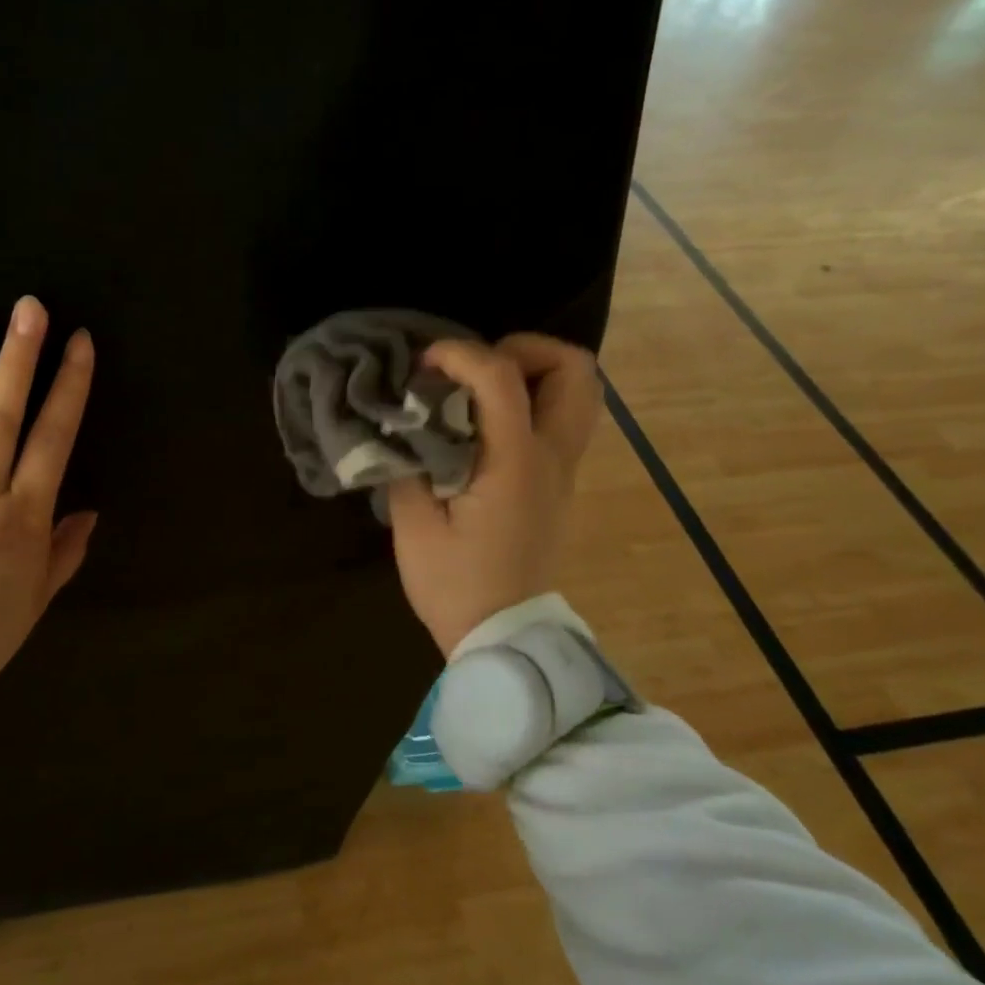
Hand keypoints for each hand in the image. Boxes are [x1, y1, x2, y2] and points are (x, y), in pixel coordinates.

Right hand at [385, 334, 601, 656]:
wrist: (501, 635)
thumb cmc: (453, 584)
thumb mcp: (414, 525)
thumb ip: (407, 462)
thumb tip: (404, 424)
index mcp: (517, 464)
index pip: (502, 377)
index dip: (461, 354)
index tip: (424, 364)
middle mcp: (554, 457)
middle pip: (575, 369)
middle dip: (524, 349)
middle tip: (474, 369)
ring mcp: (566, 471)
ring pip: (580, 393)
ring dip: (534, 374)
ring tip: (481, 390)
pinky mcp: (560, 485)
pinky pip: (563, 420)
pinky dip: (532, 402)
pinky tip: (485, 425)